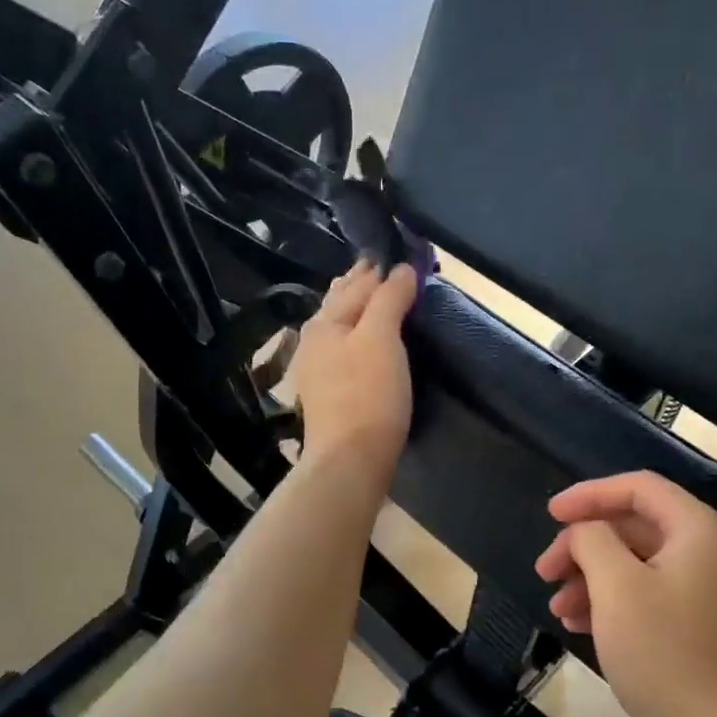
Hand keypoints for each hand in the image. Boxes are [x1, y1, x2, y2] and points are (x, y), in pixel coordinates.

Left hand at [290, 260, 418, 479]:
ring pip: (341, 328)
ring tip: (375, 299)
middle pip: (341, 304)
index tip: (400, 257)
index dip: (380, 269)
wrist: (350, 459)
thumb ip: (389, 299)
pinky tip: (364, 344)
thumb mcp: (381, 337)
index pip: (357, 284)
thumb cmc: (368, 393)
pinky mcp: (329, 395)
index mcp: (324, 322)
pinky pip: (345, 352)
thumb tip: (402, 268)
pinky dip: (359, 337)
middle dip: (363, 286)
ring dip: (359, 311)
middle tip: (384, 270)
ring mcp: (318, 371)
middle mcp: (314, 342)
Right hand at [535, 472, 716, 716]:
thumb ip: (592, 539)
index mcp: (696, 529)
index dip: (590, 494)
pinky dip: (605, 599)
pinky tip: (574, 622)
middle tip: (544, 569)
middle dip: (582, 544)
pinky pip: (640, 590)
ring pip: (631, 560)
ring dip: (588, 575)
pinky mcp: (688, 618)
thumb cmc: (662, 650)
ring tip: (556, 605)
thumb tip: (584, 532)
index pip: (638, 487)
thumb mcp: (616, 585)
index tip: (551, 513)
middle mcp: (703, 549)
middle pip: (631, 525)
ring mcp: (698, 586)